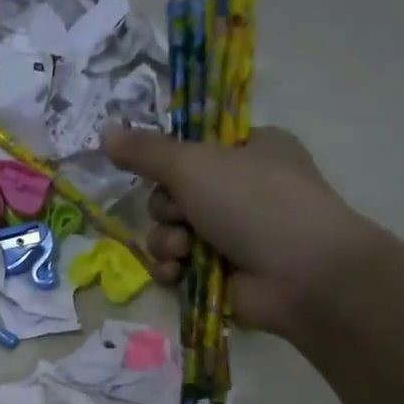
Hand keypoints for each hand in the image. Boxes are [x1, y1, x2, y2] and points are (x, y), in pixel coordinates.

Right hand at [102, 125, 381, 336]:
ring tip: (186, 250)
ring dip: (167, 242)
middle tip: (182, 214)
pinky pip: (174, 265)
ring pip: (168, 232)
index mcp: (247, 150)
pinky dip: (171, 269)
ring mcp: (230, 234)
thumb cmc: (255, 203)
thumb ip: (146, 151)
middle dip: (166, 209)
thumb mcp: (195, 165)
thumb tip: (103, 130)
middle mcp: (239, 190)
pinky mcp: (217, 273)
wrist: (300, 274)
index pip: (191, 149)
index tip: (157, 169)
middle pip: (171, 194)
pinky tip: (179, 273)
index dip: (169, 162)